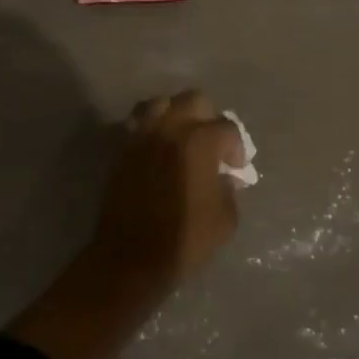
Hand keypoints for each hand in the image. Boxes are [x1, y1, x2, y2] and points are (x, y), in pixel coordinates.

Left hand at [90, 90, 243, 290]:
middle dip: (208, 117)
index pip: (226, 128)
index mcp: (199, 142)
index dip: (236, 147)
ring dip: (175, 114)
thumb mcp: (225, 220)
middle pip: (194, 100)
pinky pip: (137, 122)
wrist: (130, 258)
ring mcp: (142, 135)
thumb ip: (230, 190)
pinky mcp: (122, 149)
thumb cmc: (184, 240)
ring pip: (161, 103)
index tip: (235, 167)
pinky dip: (150, 126)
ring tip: (181, 137)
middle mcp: (169, 129)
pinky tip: (156, 146)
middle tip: (211, 143)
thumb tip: (225, 177)